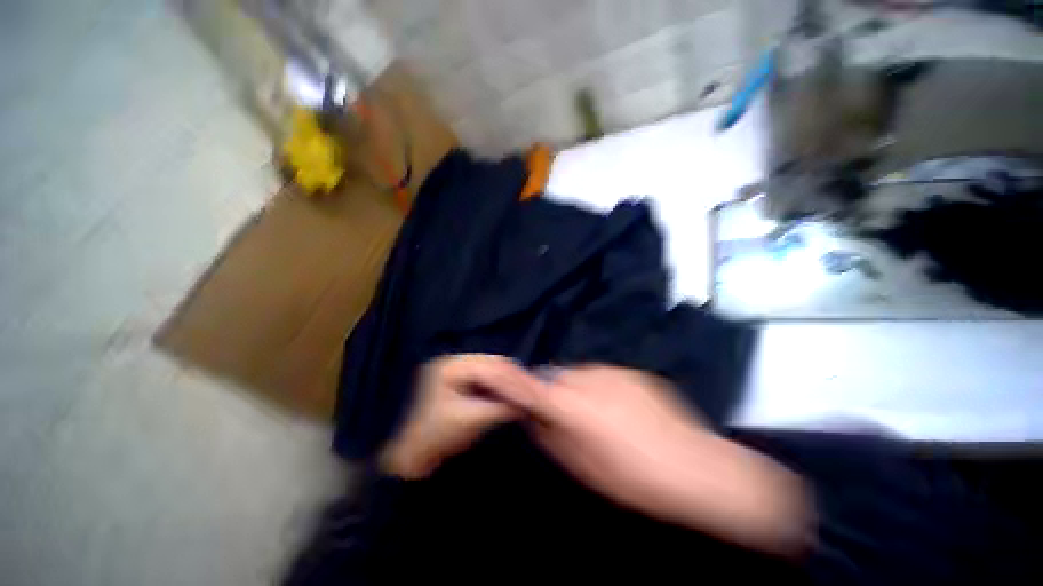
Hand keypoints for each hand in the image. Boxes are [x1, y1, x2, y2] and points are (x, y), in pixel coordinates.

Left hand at [381, 354, 539, 479]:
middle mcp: (449, 360)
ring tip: (523, 387)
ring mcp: (451, 366)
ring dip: (504, 377)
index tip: (530, 384)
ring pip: (487, 366)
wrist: (417, 454)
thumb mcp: (475, 419)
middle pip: (488, 362)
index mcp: (449, 366)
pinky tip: (508, 389)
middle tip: (530, 384)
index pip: (487, 365)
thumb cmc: (442, 436)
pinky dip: (495, 381)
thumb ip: (503, 406)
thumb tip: (530, 398)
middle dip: (509, 374)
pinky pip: (481, 373)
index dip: (510, 375)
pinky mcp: (454, 376)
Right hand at [491, 365, 811, 555]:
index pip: (529, 383)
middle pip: (556, 375)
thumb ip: (550, 435)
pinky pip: (603, 375)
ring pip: (580, 373)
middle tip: (562, 413)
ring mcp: (612, 371)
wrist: (694, 467)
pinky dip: (600, 386)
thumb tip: (533, 417)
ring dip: (577, 388)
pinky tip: (619, 409)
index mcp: (571, 404)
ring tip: (596, 414)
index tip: (501, 380)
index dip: (511, 379)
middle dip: (552, 389)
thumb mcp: (581, 466)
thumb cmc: (632, 479)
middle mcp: (587, 377)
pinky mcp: (631, 371)